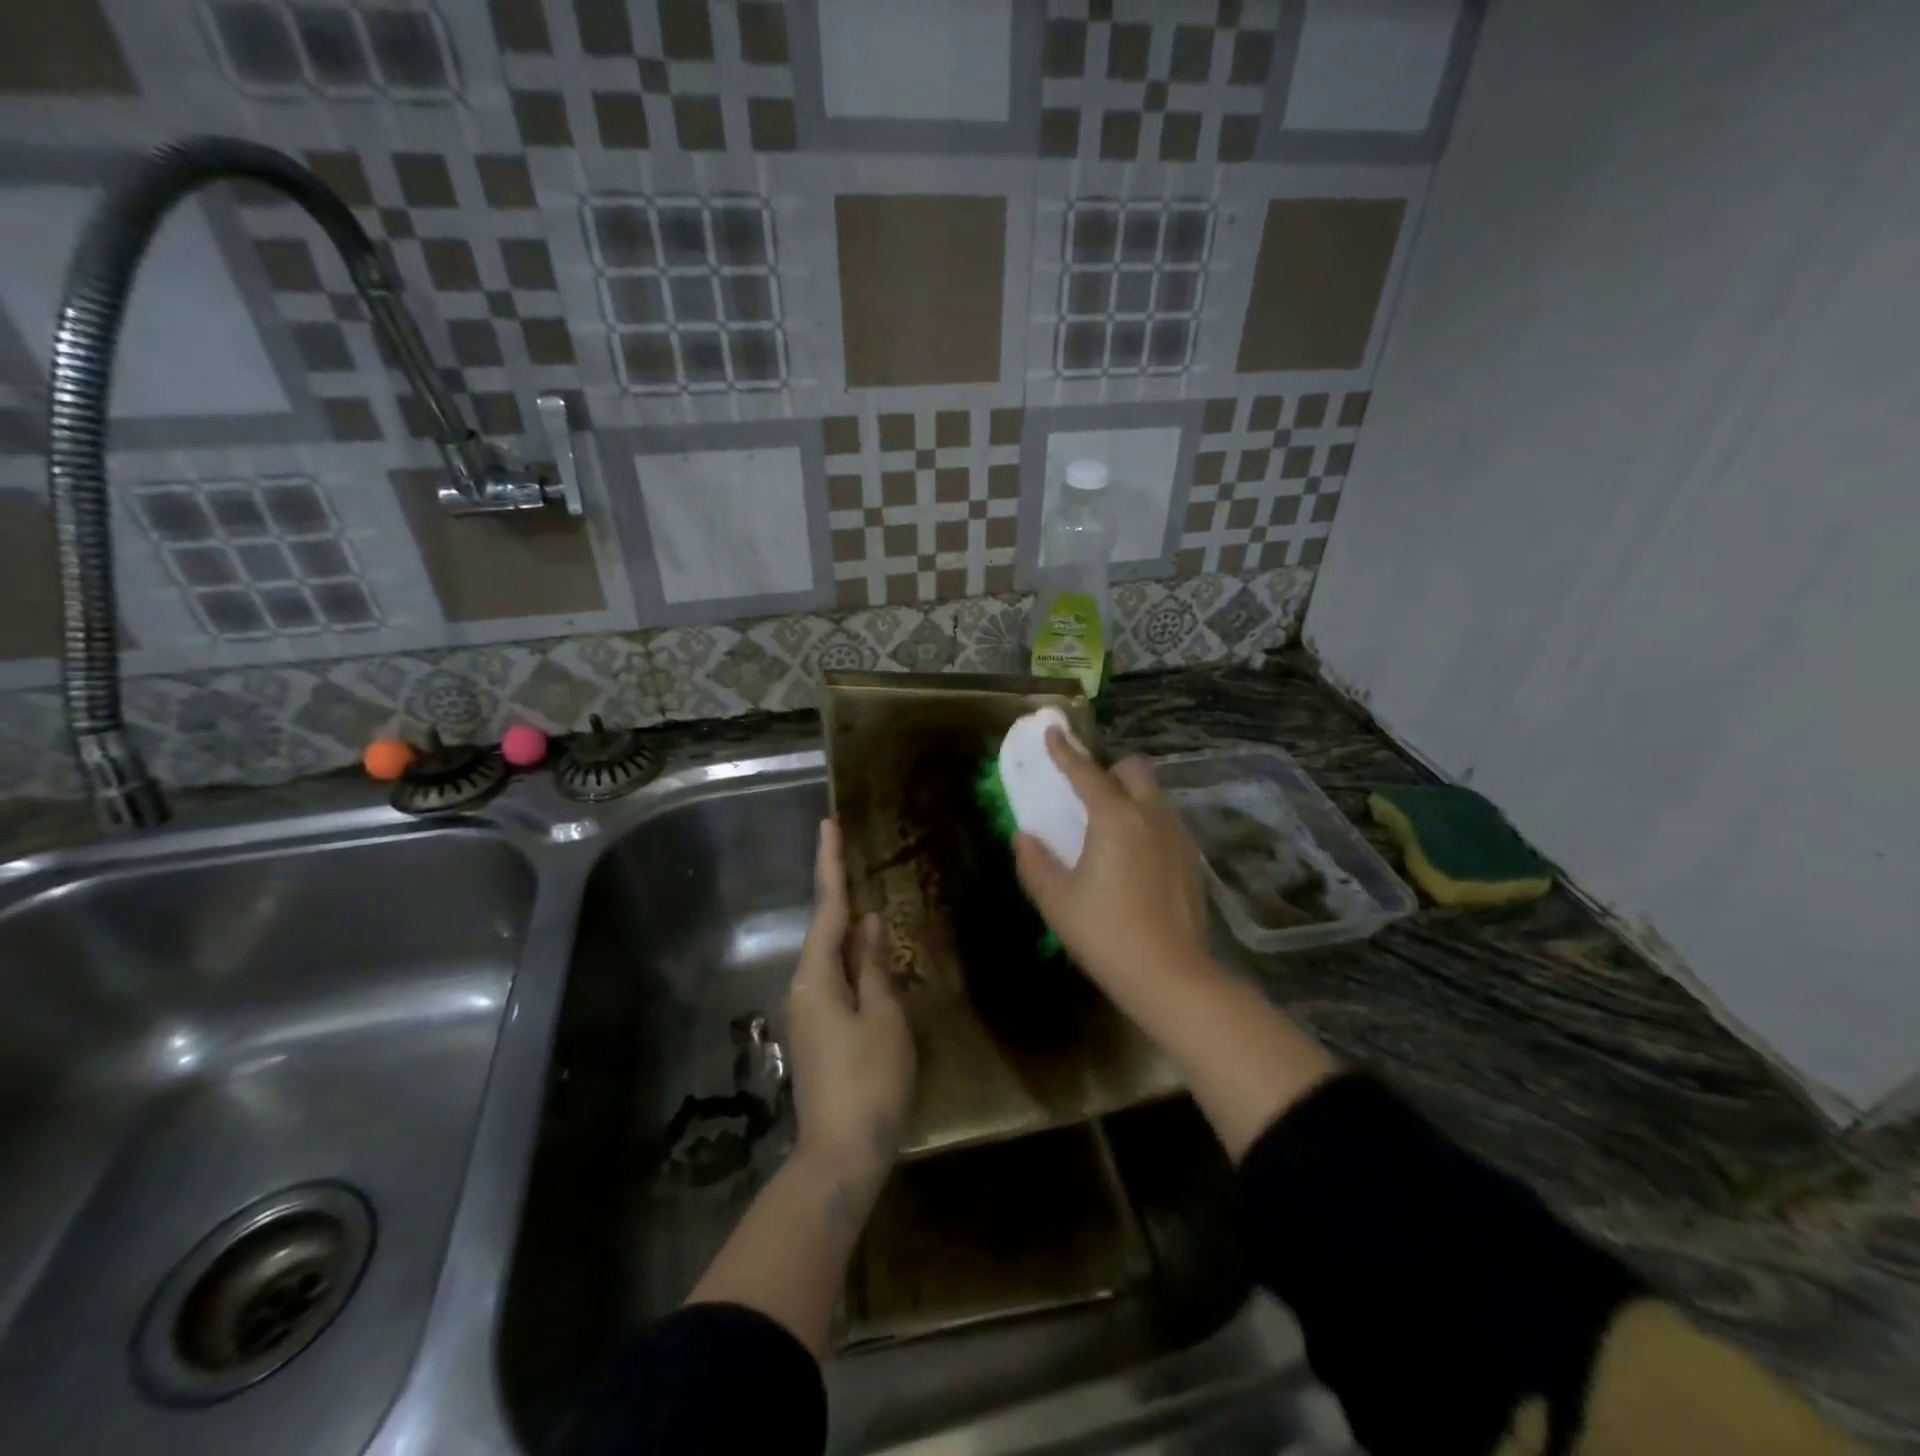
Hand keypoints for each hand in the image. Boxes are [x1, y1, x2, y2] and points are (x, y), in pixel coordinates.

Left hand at [785, 819, 915, 1195]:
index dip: (830, 865)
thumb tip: (868, 924)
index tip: (827, 826)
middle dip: (839, 892)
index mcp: (817, 977)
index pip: (827, 908)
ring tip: (868, 899)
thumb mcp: (883, 1018)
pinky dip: (853, 960)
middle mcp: (804, 988)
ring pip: (831, 957)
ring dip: (848, 929)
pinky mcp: (819, 1033)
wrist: (841, 1155)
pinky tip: (871, 957)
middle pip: (825, 930)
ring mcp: (809, 1013)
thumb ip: (874, 967)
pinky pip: (837, 980)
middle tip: (851, 853)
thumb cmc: (869, 1082)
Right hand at [1013, 731, 1210, 1008]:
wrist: (1170, 976)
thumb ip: (1035, 863)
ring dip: (1129, 795)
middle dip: (1108, 770)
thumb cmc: (1105, 934)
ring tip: (1109, 827)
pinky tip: (1133, 857)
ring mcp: (1177, 836)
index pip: (1086, 772)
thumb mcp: (1056, 901)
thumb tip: (1024, 837)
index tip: (1052, 732)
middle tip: (1086, 794)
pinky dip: (1146, 821)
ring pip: (1153, 795)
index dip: (1065, 751)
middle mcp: (1151, 816)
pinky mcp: (1192, 859)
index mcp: (1115, 819)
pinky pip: (1165, 821)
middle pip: (1133, 770)